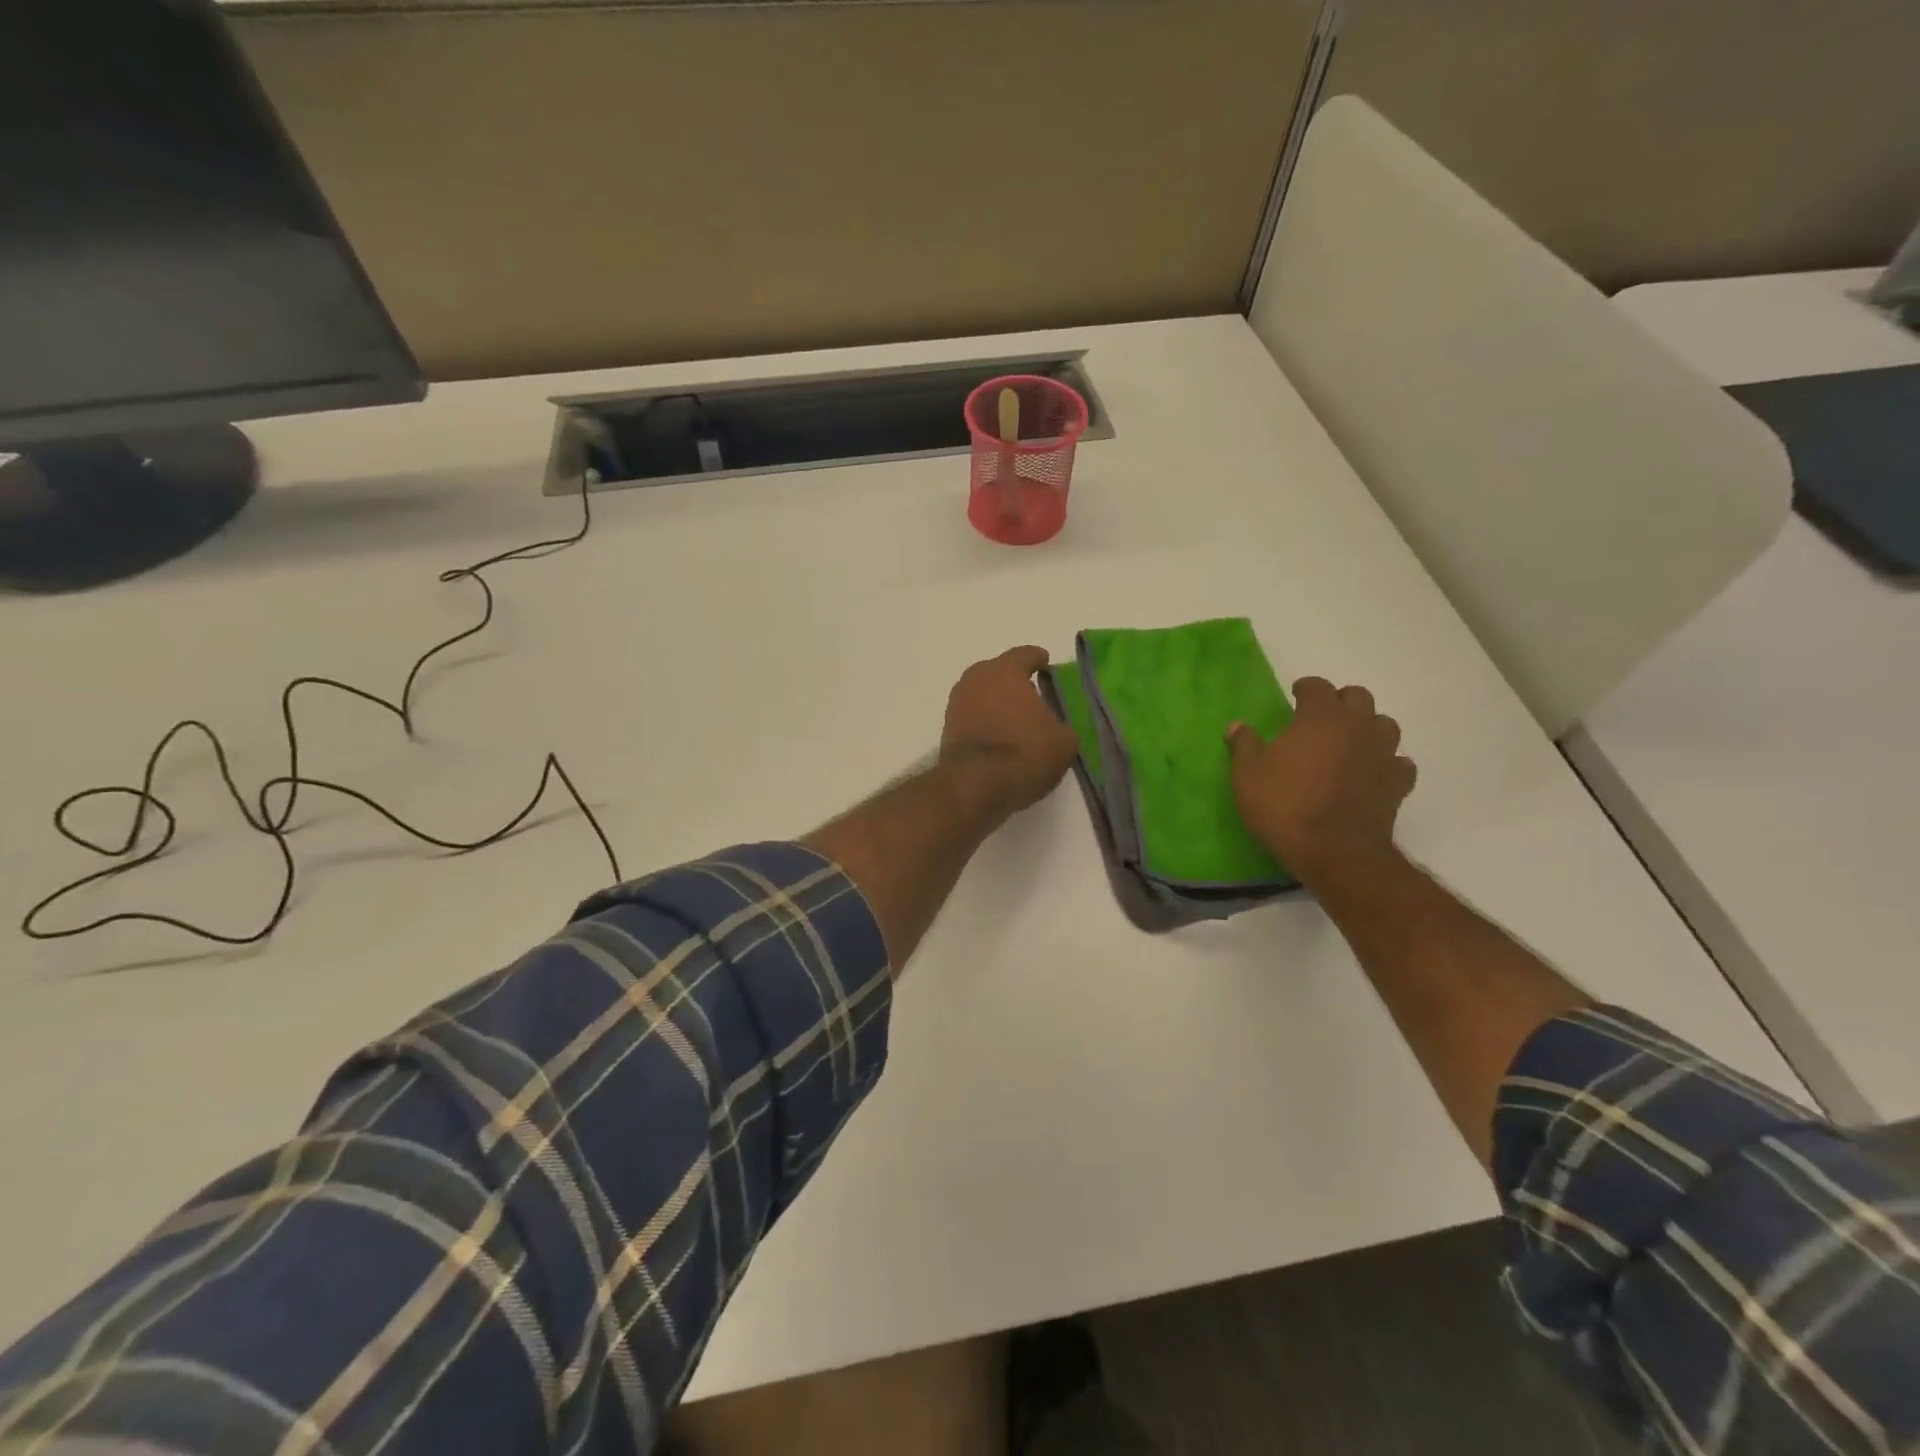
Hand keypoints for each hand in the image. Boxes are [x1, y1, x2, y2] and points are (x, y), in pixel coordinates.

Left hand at [939, 646, 1079, 822]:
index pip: (1025, 655)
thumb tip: (1055, 726)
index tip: (1045, 663)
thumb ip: (1062, 724)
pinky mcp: (947, 729)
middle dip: (1014, 680)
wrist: (975, 786)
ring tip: (1016, 718)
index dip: (1038, 659)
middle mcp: (976, 679)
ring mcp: (957, 703)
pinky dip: (985, 721)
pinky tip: (999, 735)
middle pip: (998, 672)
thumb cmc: (1024, 753)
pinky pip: (973, 716)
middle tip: (1032, 693)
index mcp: (1005, 670)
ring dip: (997, 702)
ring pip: (983, 694)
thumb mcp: (1063, 741)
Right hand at [1227, 677, 1415, 881]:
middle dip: (1339, 701)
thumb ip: (1244, 745)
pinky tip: (1372, 772)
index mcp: (1320, 717)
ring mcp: (1383, 753)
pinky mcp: (1398, 783)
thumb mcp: (1248, 774)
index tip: (1295, 696)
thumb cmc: (1284, 805)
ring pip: (1384, 724)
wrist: (1333, 850)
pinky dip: (1386, 762)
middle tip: (1321, 718)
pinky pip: (1398, 762)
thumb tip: (1237, 726)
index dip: (1305, 688)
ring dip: (1368, 727)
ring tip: (1349, 742)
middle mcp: (1357, 726)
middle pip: (1357, 697)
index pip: (1317, 686)